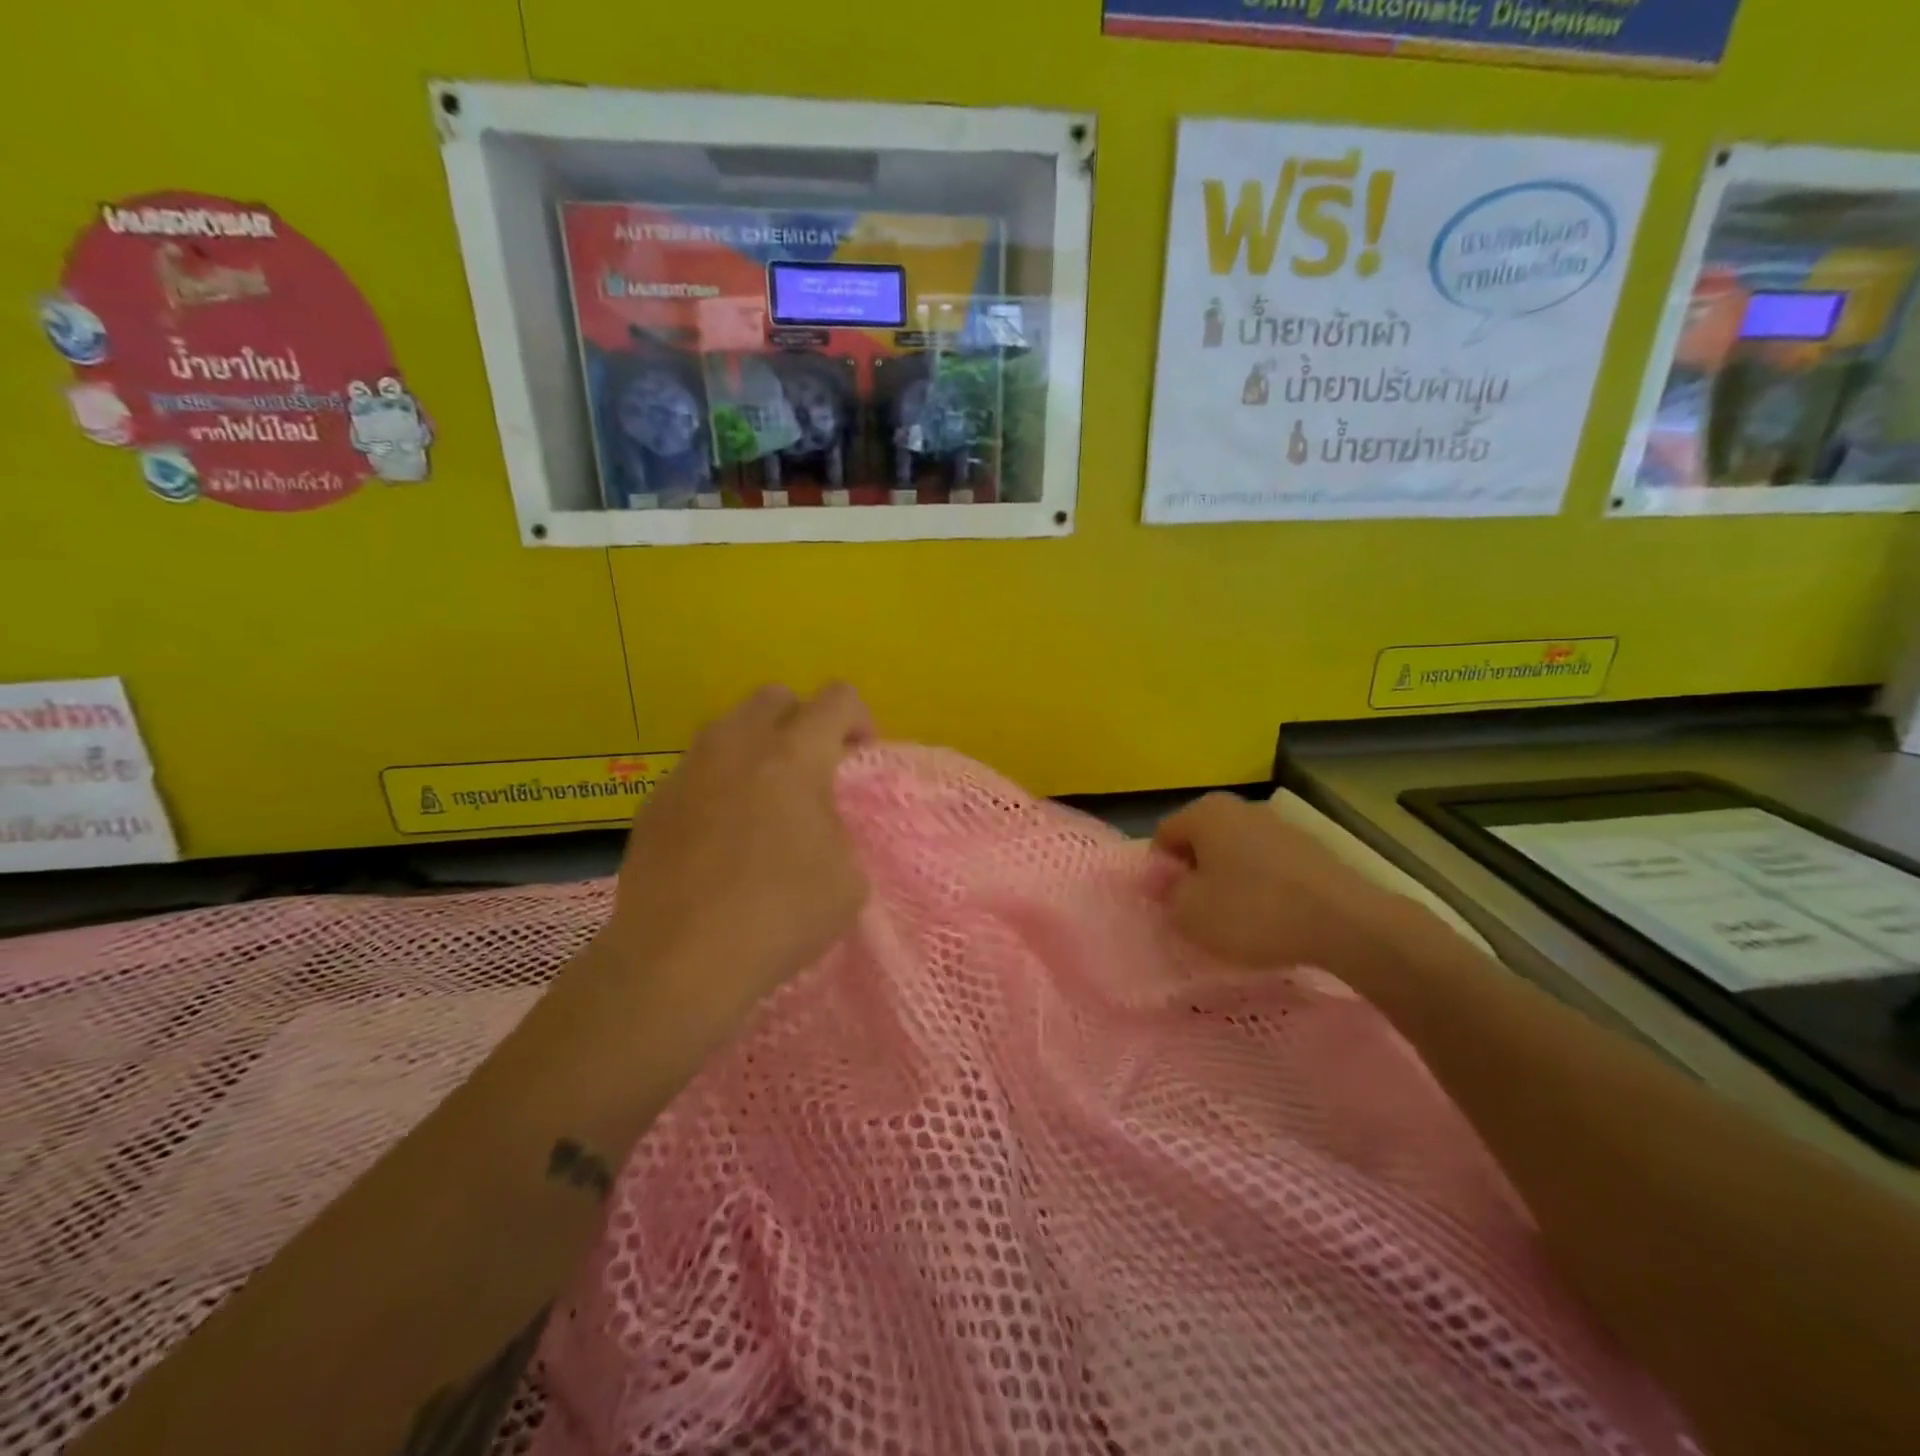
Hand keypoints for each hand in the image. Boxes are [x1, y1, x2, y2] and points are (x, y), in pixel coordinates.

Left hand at [594, 683, 872, 1027]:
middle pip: (775, 697)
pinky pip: (697, 770)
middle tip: (812, 770)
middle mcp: (737, 746)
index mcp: (794, 755)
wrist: (678, 961)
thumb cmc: (779, 915)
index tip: (858, 758)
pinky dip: (719, 784)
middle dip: (803, 721)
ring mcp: (688, 770)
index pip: (837, 698)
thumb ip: (839, 827)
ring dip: (757, 748)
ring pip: (729, 729)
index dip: (859, 719)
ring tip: (764, 801)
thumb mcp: (848, 877)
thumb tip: (816, 819)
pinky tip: (720, 835)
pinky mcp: (655, 801)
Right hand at [1153, 792, 1413, 973]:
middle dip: (1195, 875)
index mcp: (1204, 812)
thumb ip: (1168, 895)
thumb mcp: (1190, 913)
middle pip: (1201, 842)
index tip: (1169, 906)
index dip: (1159, 873)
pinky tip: (1272, 919)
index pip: (1163, 837)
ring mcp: (1279, 825)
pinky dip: (1262, 888)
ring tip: (1237, 921)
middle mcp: (1240, 807)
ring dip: (1229, 882)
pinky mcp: (1310, 849)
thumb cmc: (1253, 911)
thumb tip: (1166, 883)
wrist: (1345, 922)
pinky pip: (1269, 867)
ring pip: (1236, 854)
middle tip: (1198, 914)